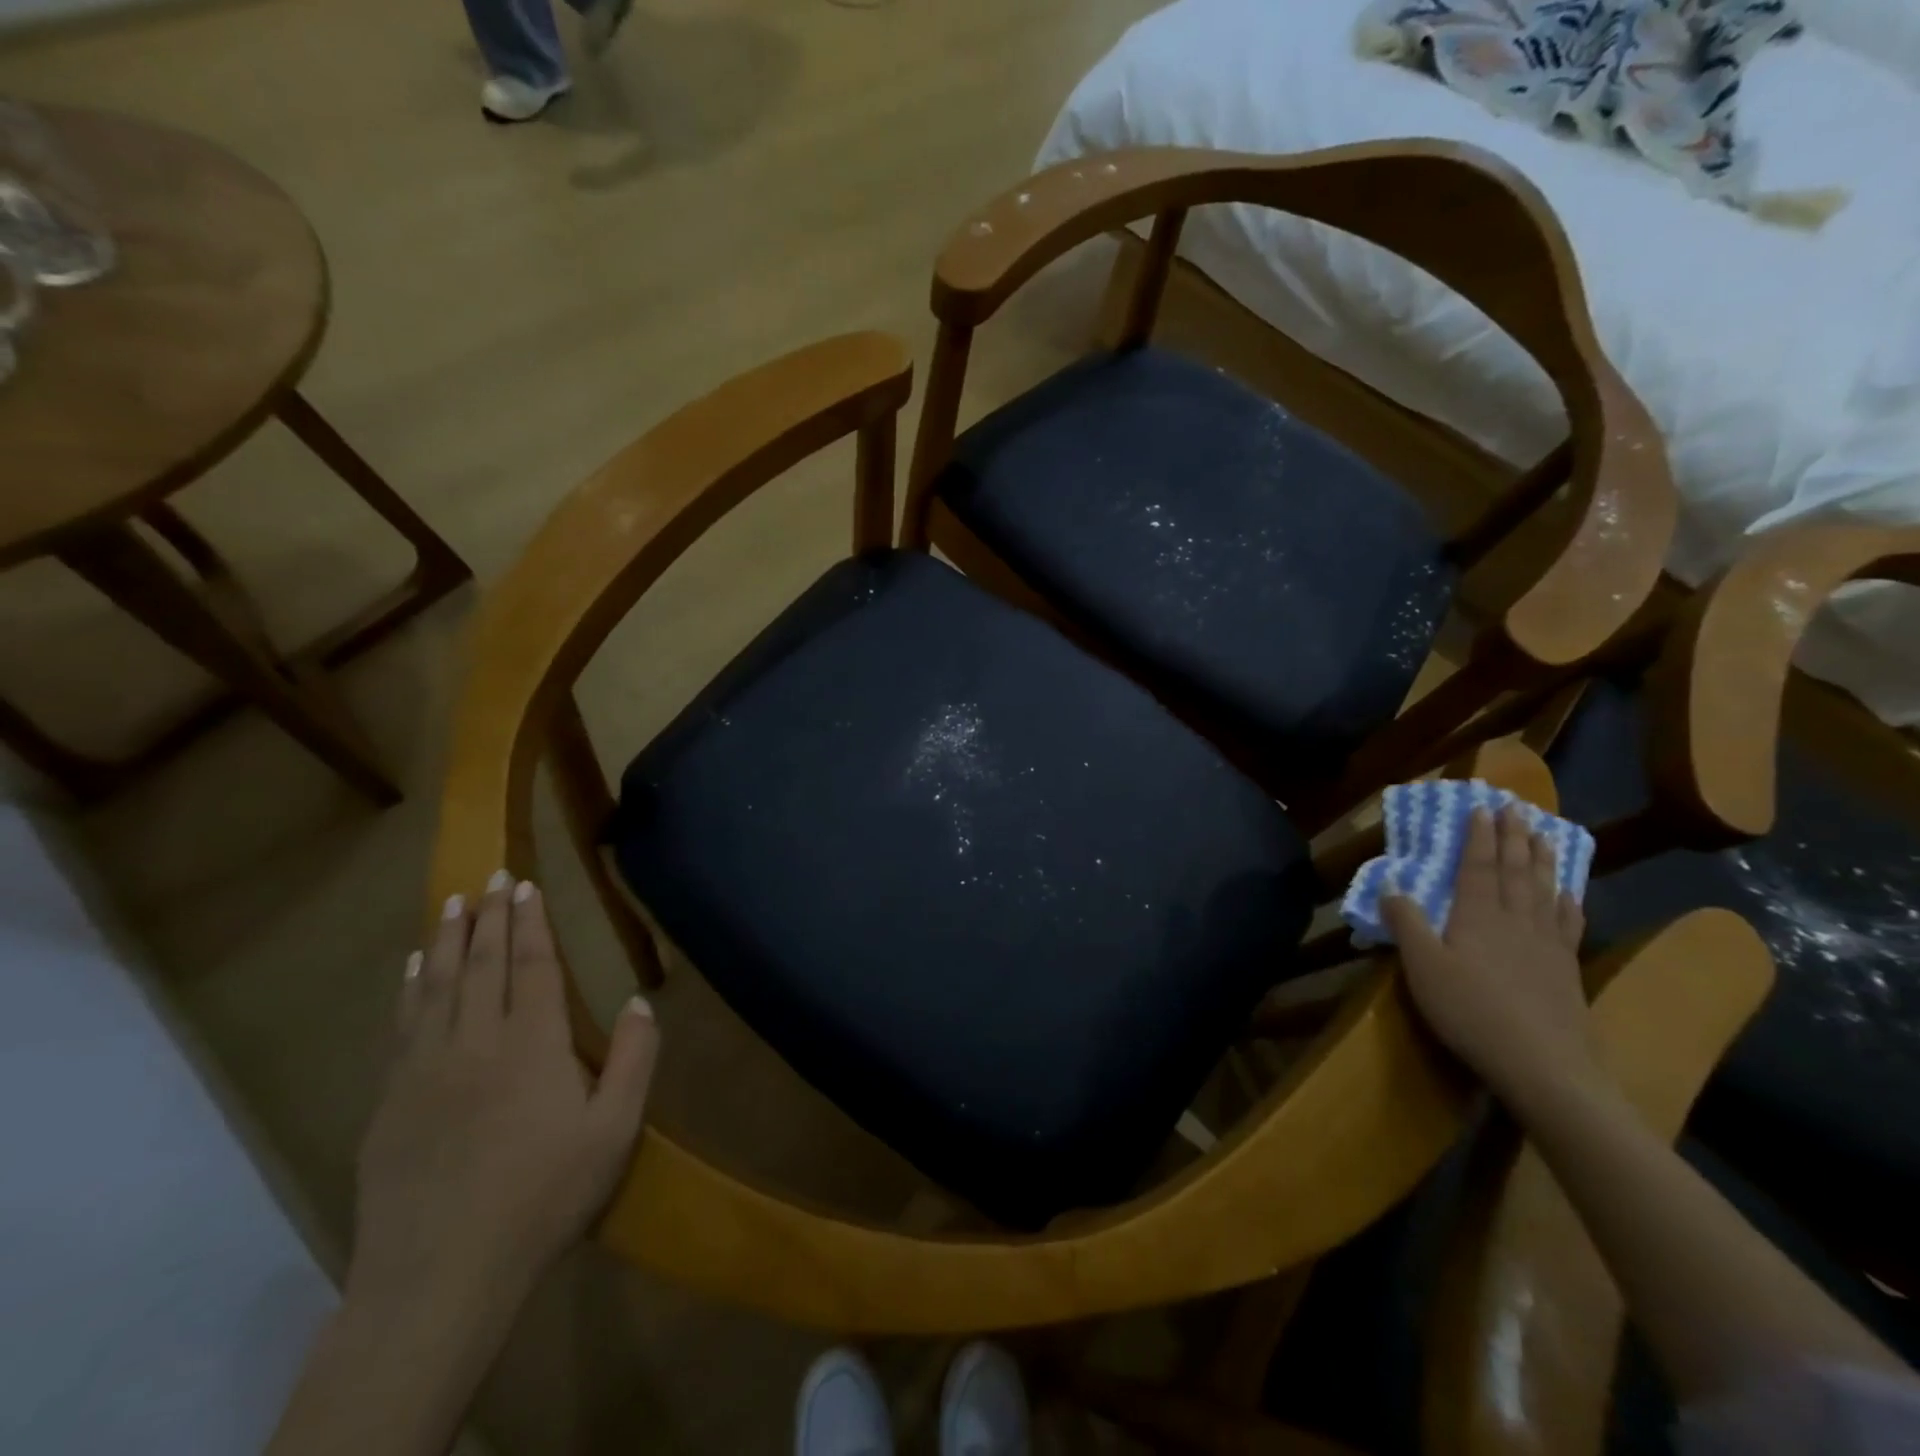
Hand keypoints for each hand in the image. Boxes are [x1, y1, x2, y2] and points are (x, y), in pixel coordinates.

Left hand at [348, 873, 659, 1323]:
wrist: (441, 1275)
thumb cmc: (543, 1197)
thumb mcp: (615, 1131)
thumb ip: (634, 1060)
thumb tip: (639, 1001)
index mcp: (534, 1045)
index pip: (534, 967)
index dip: (531, 923)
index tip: (526, 885)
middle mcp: (477, 1042)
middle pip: (483, 965)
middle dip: (490, 916)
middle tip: (491, 875)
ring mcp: (426, 1070)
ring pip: (437, 986)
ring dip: (446, 940)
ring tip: (451, 903)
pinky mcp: (391, 1101)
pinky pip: (402, 1026)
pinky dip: (408, 989)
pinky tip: (410, 969)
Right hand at [1383, 807, 1596, 1104]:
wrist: (1545, 1067)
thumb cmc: (1471, 1012)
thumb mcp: (1422, 968)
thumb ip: (1406, 923)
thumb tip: (1390, 884)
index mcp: (1478, 917)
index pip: (1478, 866)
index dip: (1478, 836)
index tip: (1481, 806)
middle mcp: (1516, 921)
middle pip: (1515, 871)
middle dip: (1512, 836)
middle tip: (1515, 807)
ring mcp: (1546, 945)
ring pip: (1544, 890)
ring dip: (1542, 859)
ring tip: (1543, 833)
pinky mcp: (1566, 969)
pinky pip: (1568, 923)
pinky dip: (1567, 901)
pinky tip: (1568, 893)